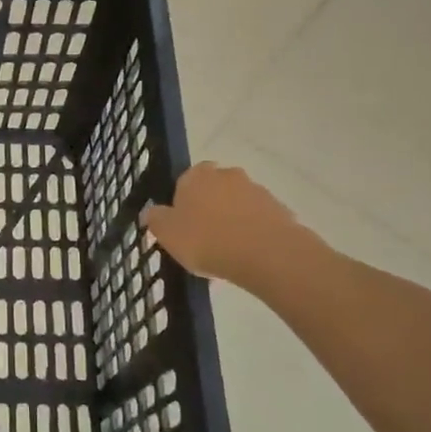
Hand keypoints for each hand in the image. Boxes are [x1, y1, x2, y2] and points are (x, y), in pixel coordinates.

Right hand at [142, 162, 306, 284]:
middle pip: (213, 190)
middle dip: (209, 209)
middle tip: (203, 239)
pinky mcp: (279, 209)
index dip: (182, 202)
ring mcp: (256, 190)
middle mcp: (227, 175)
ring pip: (237, 204)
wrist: (266, 253)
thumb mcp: (167, 234)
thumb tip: (151, 211)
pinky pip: (258, 220)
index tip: (182, 225)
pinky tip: (248, 256)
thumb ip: (156, 219)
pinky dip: (252, 233)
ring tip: (227, 253)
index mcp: (196, 176)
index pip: (185, 180)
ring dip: (232, 221)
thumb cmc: (207, 240)